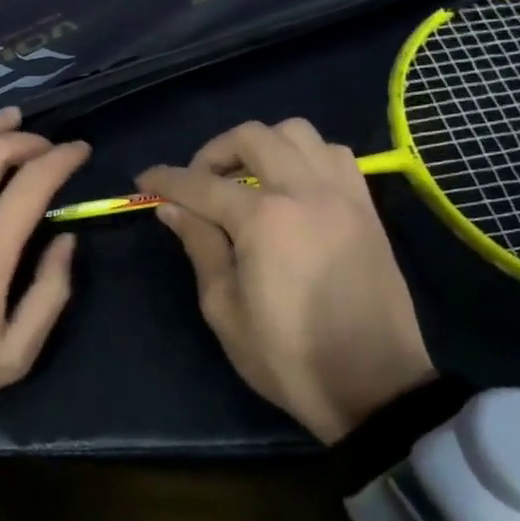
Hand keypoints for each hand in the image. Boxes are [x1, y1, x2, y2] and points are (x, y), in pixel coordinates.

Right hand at [136, 118, 432, 443]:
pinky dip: (306, 156)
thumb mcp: (225, 310)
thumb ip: (200, 246)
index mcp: (264, 220)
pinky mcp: (366, 208)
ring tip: (248, 178)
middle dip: (214, 151)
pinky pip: (334, 155)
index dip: (166, 179)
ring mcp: (342, 195)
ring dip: (264, 145)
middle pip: (252, 137)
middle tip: (199, 182)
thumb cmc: (288, 357)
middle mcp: (304, 191)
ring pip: (298, 133)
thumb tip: (171, 208)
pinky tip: (293, 185)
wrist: (375, 388)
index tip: (144, 180)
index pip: (201, 185)